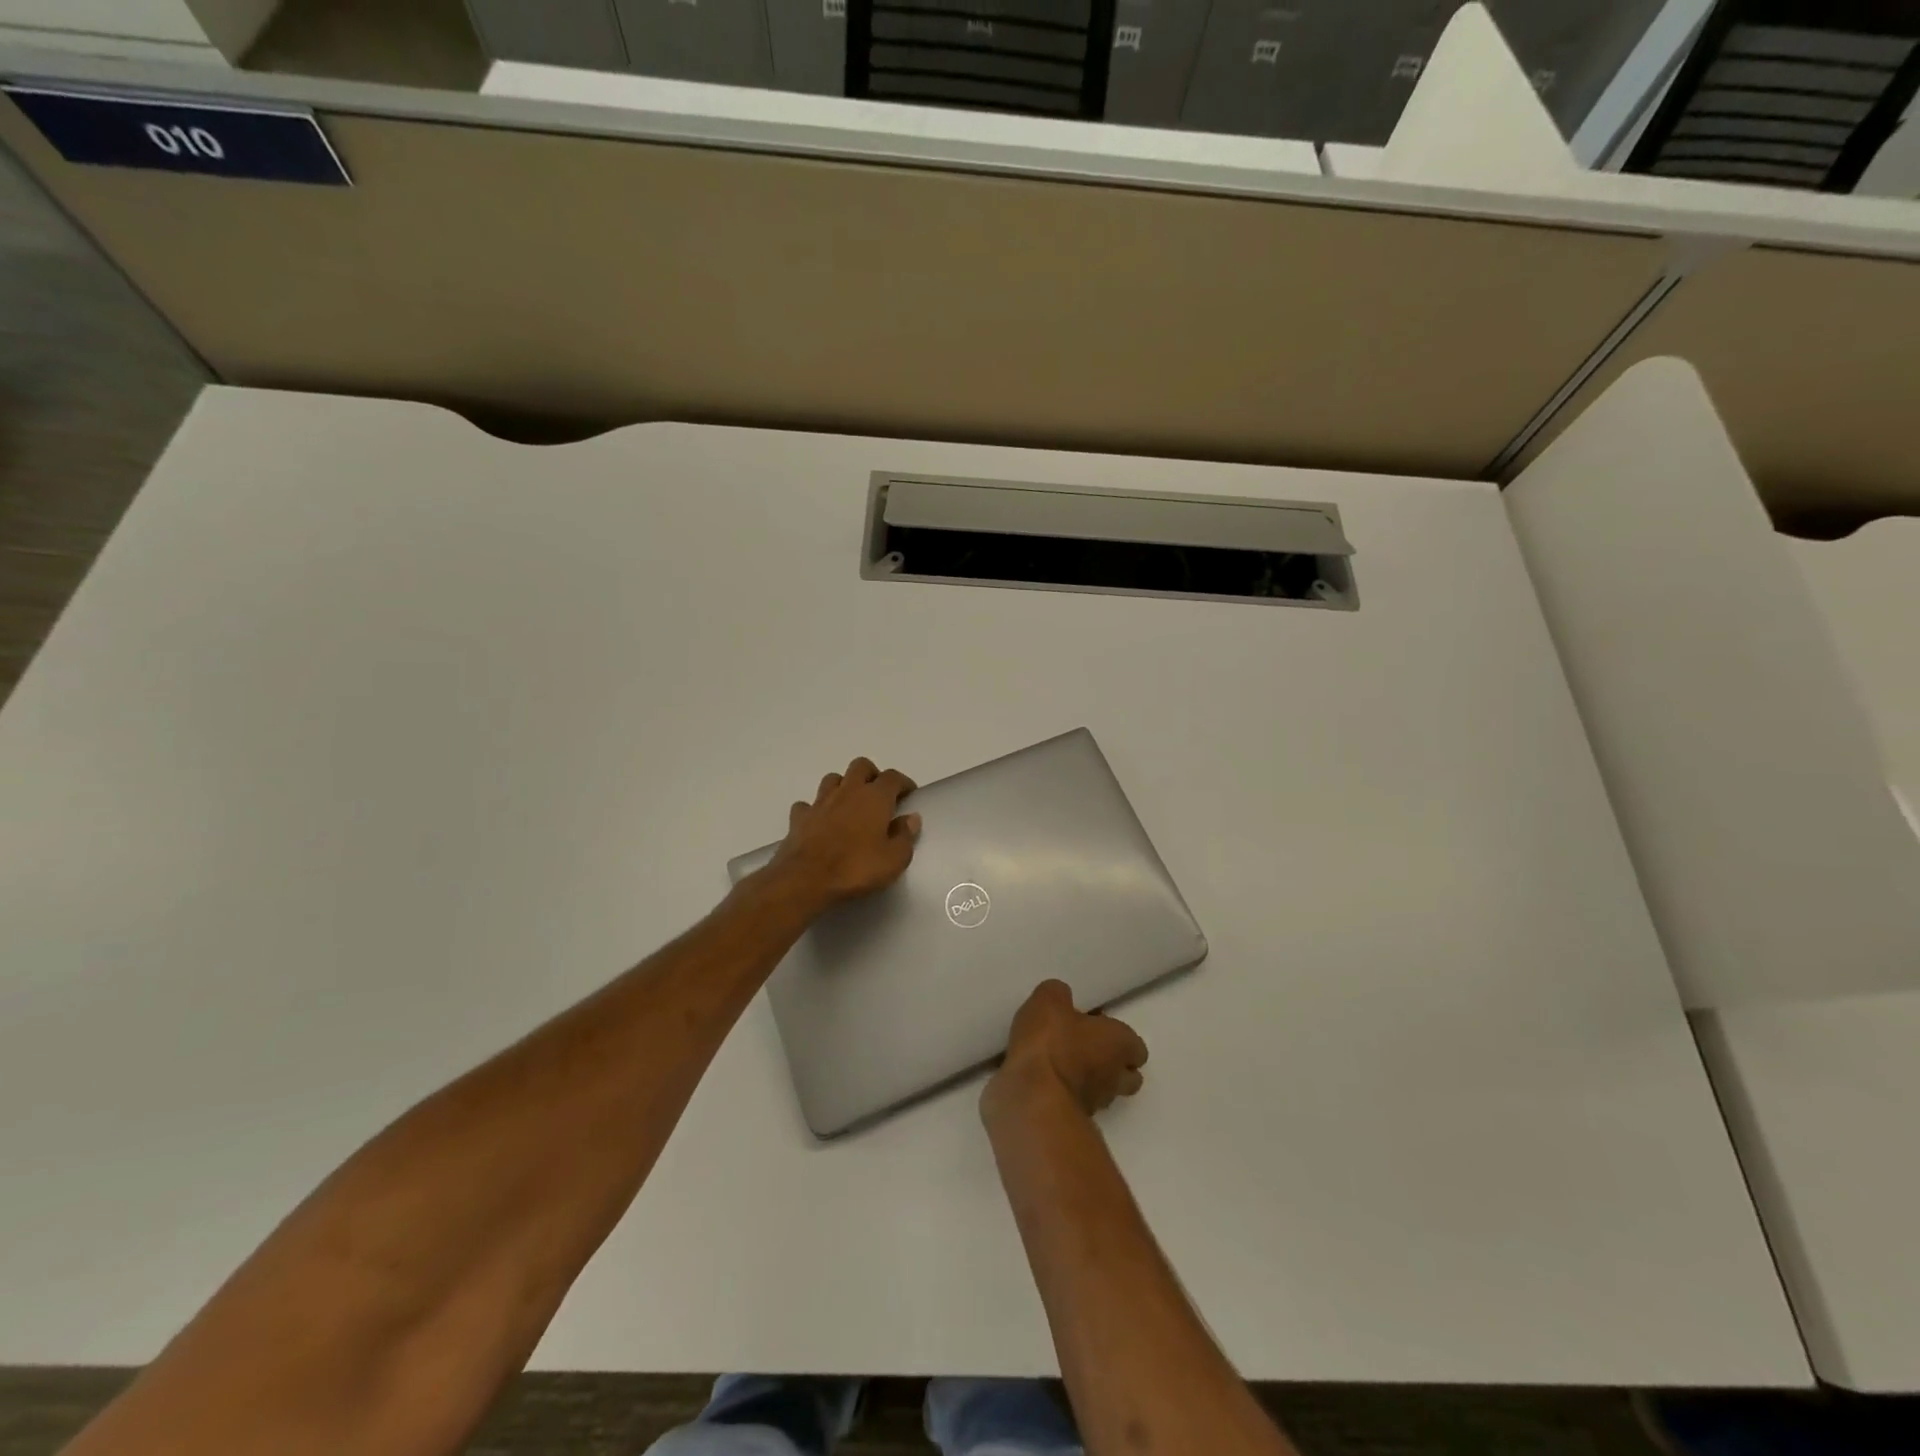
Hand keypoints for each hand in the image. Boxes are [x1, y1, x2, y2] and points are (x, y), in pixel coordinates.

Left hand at [768, 757, 920, 909]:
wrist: (805, 880)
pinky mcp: (799, 818)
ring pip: (833, 779)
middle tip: (879, 795)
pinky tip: (820, 822)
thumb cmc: (855, 868)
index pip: (893, 777)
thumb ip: (905, 836)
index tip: (909, 794)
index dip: (903, 782)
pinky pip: (808, 805)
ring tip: (850, 805)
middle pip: (861, 766)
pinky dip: (816, 809)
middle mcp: (848, 791)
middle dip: (872, 775)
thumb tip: (911, 818)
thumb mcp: (894, 860)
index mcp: (875, 798)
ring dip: (843, 786)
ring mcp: (820, 802)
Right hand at [984, 980, 1149, 1122]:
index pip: (1136, 1046)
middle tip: (1082, 1047)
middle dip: (1110, 1064)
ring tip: (1059, 1063)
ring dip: (1087, 1080)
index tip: (1095, 1027)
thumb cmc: (1051, 1041)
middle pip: (1127, 1076)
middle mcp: (1115, 1077)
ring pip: (1102, 1092)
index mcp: (1119, 1044)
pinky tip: (1042, 1080)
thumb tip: (1062, 999)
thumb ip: (1059, 995)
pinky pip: (1073, 1103)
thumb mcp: (1049, 1000)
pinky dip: (1064, 1094)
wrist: (1032, 1095)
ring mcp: (1095, 1104)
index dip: (1119, 1037)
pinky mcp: (1071, 1120)